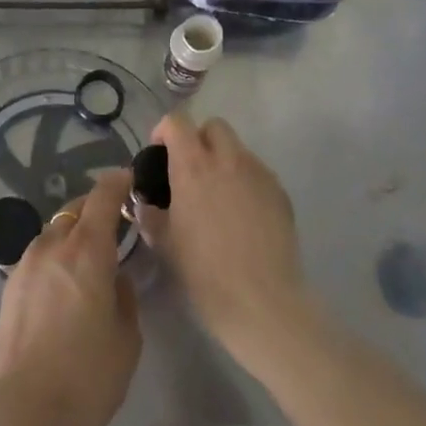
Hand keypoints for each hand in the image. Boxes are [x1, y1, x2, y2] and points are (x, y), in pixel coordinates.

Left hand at [0, 170, 140, 425]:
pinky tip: (65, 284)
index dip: (118, 182)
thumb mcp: (126, 340)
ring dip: (74, 233)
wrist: (20, 413)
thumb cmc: (85, 377)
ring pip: (55, 230)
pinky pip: (40, 254)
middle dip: (96, 209)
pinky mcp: (10, 284)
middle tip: (116, 226)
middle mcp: (54, 244)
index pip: (103, 197)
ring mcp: (27, 263)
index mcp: (87, 250)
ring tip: (90, 258)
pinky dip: (56, 255)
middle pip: (76, 209)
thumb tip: (113, 278)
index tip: (129, 178)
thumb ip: (124, 297)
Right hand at [138, 115, 308, 365]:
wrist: (263, 303)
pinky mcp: (280, 192)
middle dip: (199, 140)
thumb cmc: (205, 273)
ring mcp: (258, 173)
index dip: (164, 131)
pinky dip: (245, 181)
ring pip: (238, 149)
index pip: (177, 122)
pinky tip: (241, 216)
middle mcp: (228, 159)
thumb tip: (145, 202)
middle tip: (190, 171)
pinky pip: (257, 173)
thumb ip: (150, 214)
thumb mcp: (165, 243)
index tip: (159, 154)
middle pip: (213, 126)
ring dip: (223, 160)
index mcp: (193, 166)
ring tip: (217, 196)